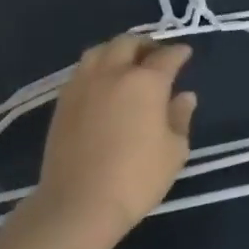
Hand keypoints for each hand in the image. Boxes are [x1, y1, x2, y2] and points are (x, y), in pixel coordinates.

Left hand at [33, 34, 197, 241]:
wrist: (78, 204)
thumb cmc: (136, 178)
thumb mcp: (174, 151)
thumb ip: (180, 118)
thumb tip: (184, 96)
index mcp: (146, 82)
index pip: (166, 56)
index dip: (179, 52)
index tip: (185, 53)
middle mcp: (113, 73)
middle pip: (128, 43)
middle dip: (146, 44)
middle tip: (156, 55)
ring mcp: (83, 84)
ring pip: (100, 50)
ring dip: (117, 50)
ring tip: (126, 63)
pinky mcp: (63, 101)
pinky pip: (82, 70)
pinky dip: (97, 67)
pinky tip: (102, 82)